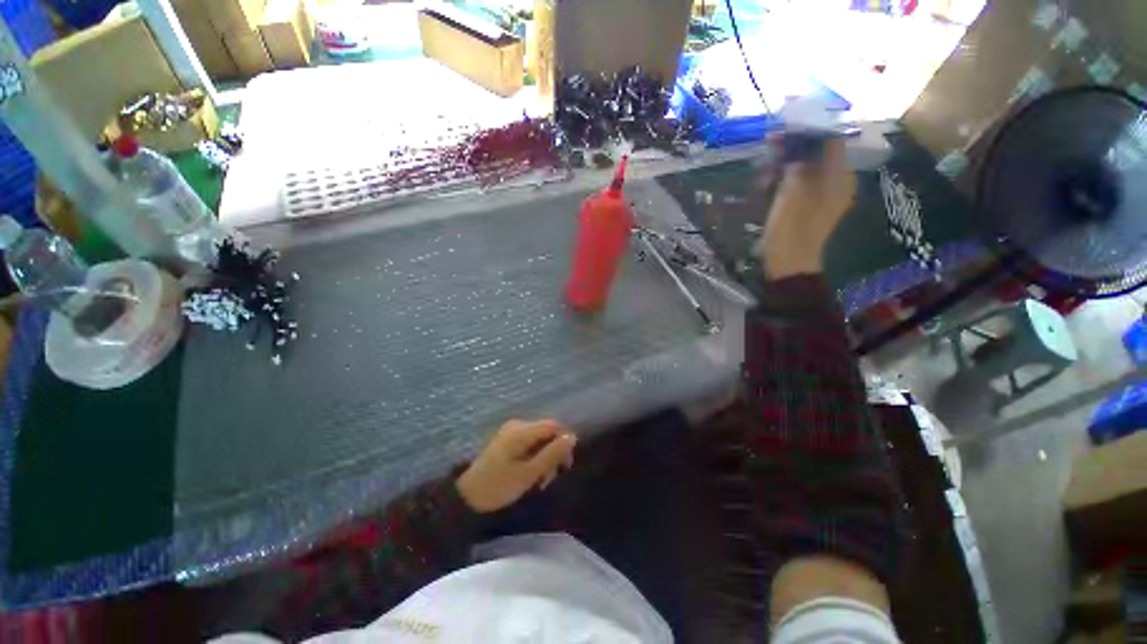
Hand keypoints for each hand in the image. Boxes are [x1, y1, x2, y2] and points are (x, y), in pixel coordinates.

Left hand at [456, 420, 576, 512]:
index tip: (564, 466)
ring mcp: (511, 431)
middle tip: (548, 479)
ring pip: (540, 439)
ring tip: (539, 481)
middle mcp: (518, 425)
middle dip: (553, 453)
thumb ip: (552, 454)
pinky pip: (530, 443)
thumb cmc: (498, 486)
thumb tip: (572, 437)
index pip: (554, 426)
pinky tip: (530, 474)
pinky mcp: (508, 440)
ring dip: (544, 458)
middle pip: (547, 432)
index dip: (564, 442)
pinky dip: (534, 457)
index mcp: (522, 430)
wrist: (466, 497)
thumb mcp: (528, 474)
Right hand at [758, 139, 856, 277]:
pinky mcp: (808, 205)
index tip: (787, 124)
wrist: (789, 262)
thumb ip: (796, 162)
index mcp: (840, 176)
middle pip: (817, 153)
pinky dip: (784, 182)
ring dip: (784, 166)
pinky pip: (799, 184)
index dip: (810, 128)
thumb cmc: (793, 227)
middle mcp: (836, 181)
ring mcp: (822, 195)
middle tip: (771, 144)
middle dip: (793, 148)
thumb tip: (794, 139)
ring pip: (805, 168)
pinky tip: (767, 186)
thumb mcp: (793, 191)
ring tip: (764, 174)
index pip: (831, 140)